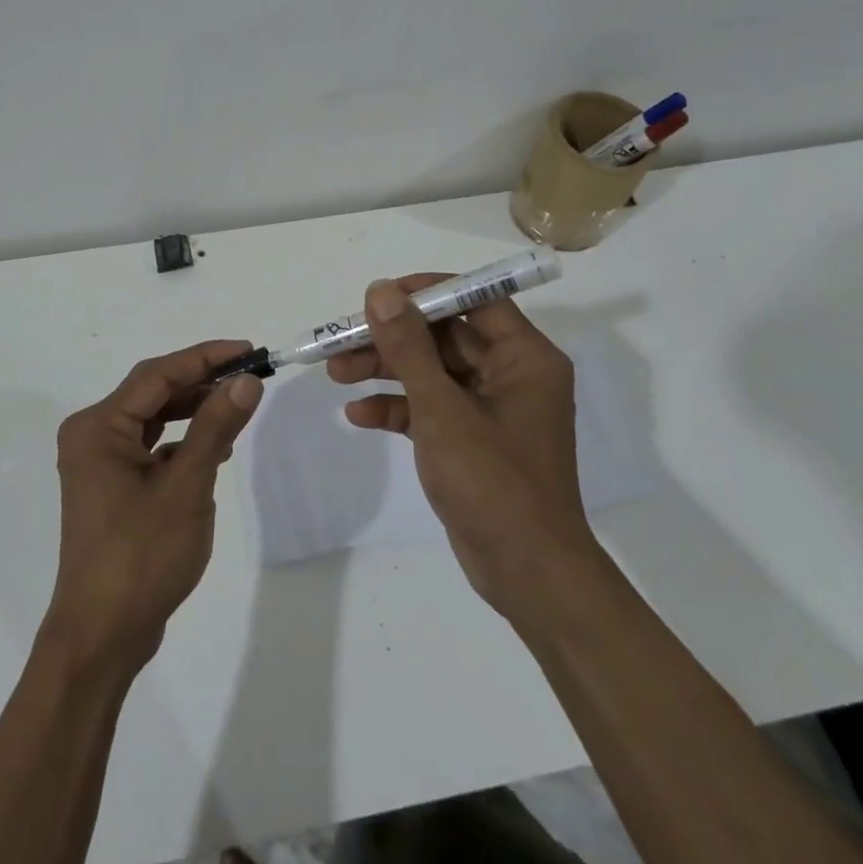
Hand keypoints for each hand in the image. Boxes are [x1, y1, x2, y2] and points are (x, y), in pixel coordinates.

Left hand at [45, 340, 263, 676]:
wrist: (103, 634)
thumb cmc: (142, 556)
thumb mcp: (186, 486)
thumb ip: (216, 428)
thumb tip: (247, 381)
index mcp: (98, 427)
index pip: (157, 374)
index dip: (205, 358)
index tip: (248, 349)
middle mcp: (92, 436)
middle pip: (153, 392)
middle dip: (201, 381)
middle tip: (249, 374)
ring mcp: (99, 463)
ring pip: (153, 419)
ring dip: (193, 409)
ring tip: (237, 404)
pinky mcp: (111, 487)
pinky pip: (150, 447)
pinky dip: (182, 441)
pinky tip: (214, 447)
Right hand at [327, 276, 593, 628]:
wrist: (527, 573)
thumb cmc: (493, 482)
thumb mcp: (442, 409)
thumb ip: (409, 347)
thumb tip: (381, 290)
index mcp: (524, 358)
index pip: (474, 300)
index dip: (425, 293)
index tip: (378, 297)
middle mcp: (511, 376)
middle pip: (444, 337)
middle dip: (392, 339)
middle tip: (342, 341)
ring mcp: (490, 410)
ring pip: (432, 373)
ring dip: (386, 371)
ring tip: (336, 374)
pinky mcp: (471, 441)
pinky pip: (430, 409)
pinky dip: (397, 409)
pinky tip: (359, 415)